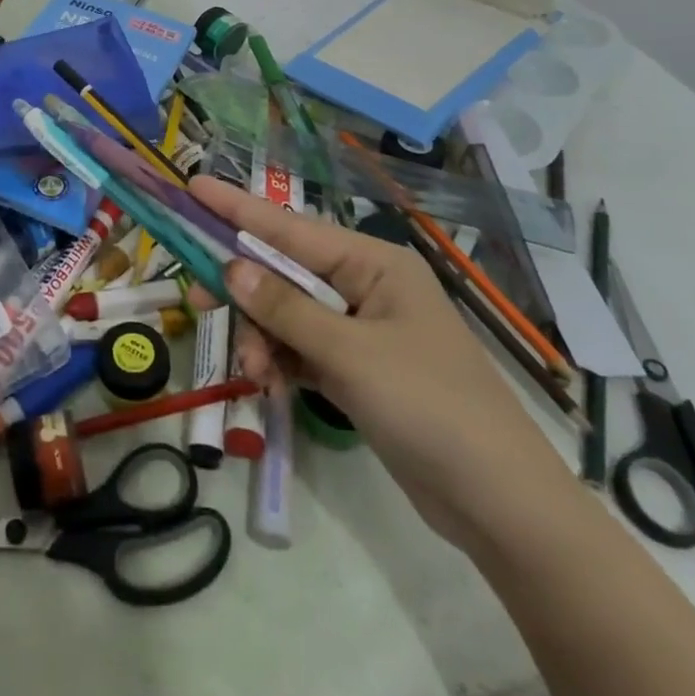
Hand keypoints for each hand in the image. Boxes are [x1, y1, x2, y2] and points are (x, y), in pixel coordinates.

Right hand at [191, 176, 579, 556]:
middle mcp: (364, 285)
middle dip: (246, 292)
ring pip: (286, 314)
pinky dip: (281, 362)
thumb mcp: (351, 355)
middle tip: (201, 303)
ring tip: (256, 374)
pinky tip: (271, 386)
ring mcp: (360, 328)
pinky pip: (300, 348)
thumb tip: (230, 267)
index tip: (192, 188)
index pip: (290, 227)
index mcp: (373, 263)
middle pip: (283, 272)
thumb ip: (285, 309)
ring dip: (263, 339)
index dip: (237, 208)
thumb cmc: (431, 408)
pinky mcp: (356, 368)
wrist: (502, 507)